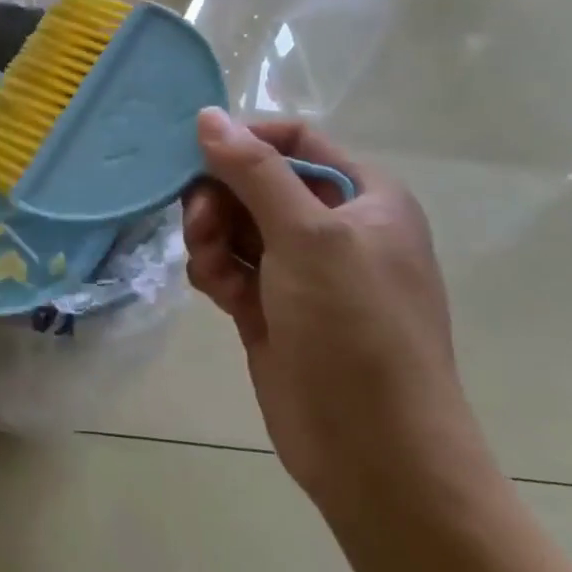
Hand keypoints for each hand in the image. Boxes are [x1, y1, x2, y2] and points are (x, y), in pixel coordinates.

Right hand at [182, 110, 494, 525]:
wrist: (375, 455)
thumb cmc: (356, 330)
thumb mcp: (308, 237)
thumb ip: (254, 171)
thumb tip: (206, 116)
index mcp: (366, 198)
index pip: (295, 140)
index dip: (245, 139)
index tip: (195, 153)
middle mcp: (335, 227)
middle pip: (255, 182)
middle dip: (220, 197)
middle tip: (199, 222)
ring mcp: (301, 270)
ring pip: (234, 224)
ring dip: (212, 237)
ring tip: (212, 268)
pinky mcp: (270, 307)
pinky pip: (228, 265)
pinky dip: (215, 271)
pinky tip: (218, 294)